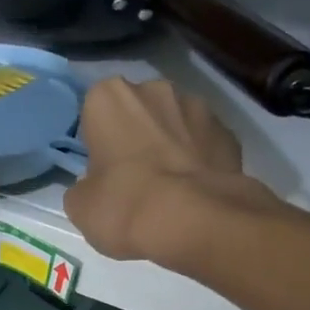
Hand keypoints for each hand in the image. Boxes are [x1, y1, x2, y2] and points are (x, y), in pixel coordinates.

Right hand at [63, 77, 266, 262]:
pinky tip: (197, 193)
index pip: (94, 114)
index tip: (103, 173)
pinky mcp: (228, 133)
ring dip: (171, 146)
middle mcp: (154, 89)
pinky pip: (205, 145)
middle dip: (137, 138)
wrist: (195, 221)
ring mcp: (198, 107)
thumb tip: (95, 187)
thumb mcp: (81, 207)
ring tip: (171, 190)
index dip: (98, 144)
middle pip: (138, 113)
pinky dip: (200, 162)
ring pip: (175, 125)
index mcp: (108, 97)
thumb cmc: (124, 206)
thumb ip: (84, 187)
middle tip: (135, 181)